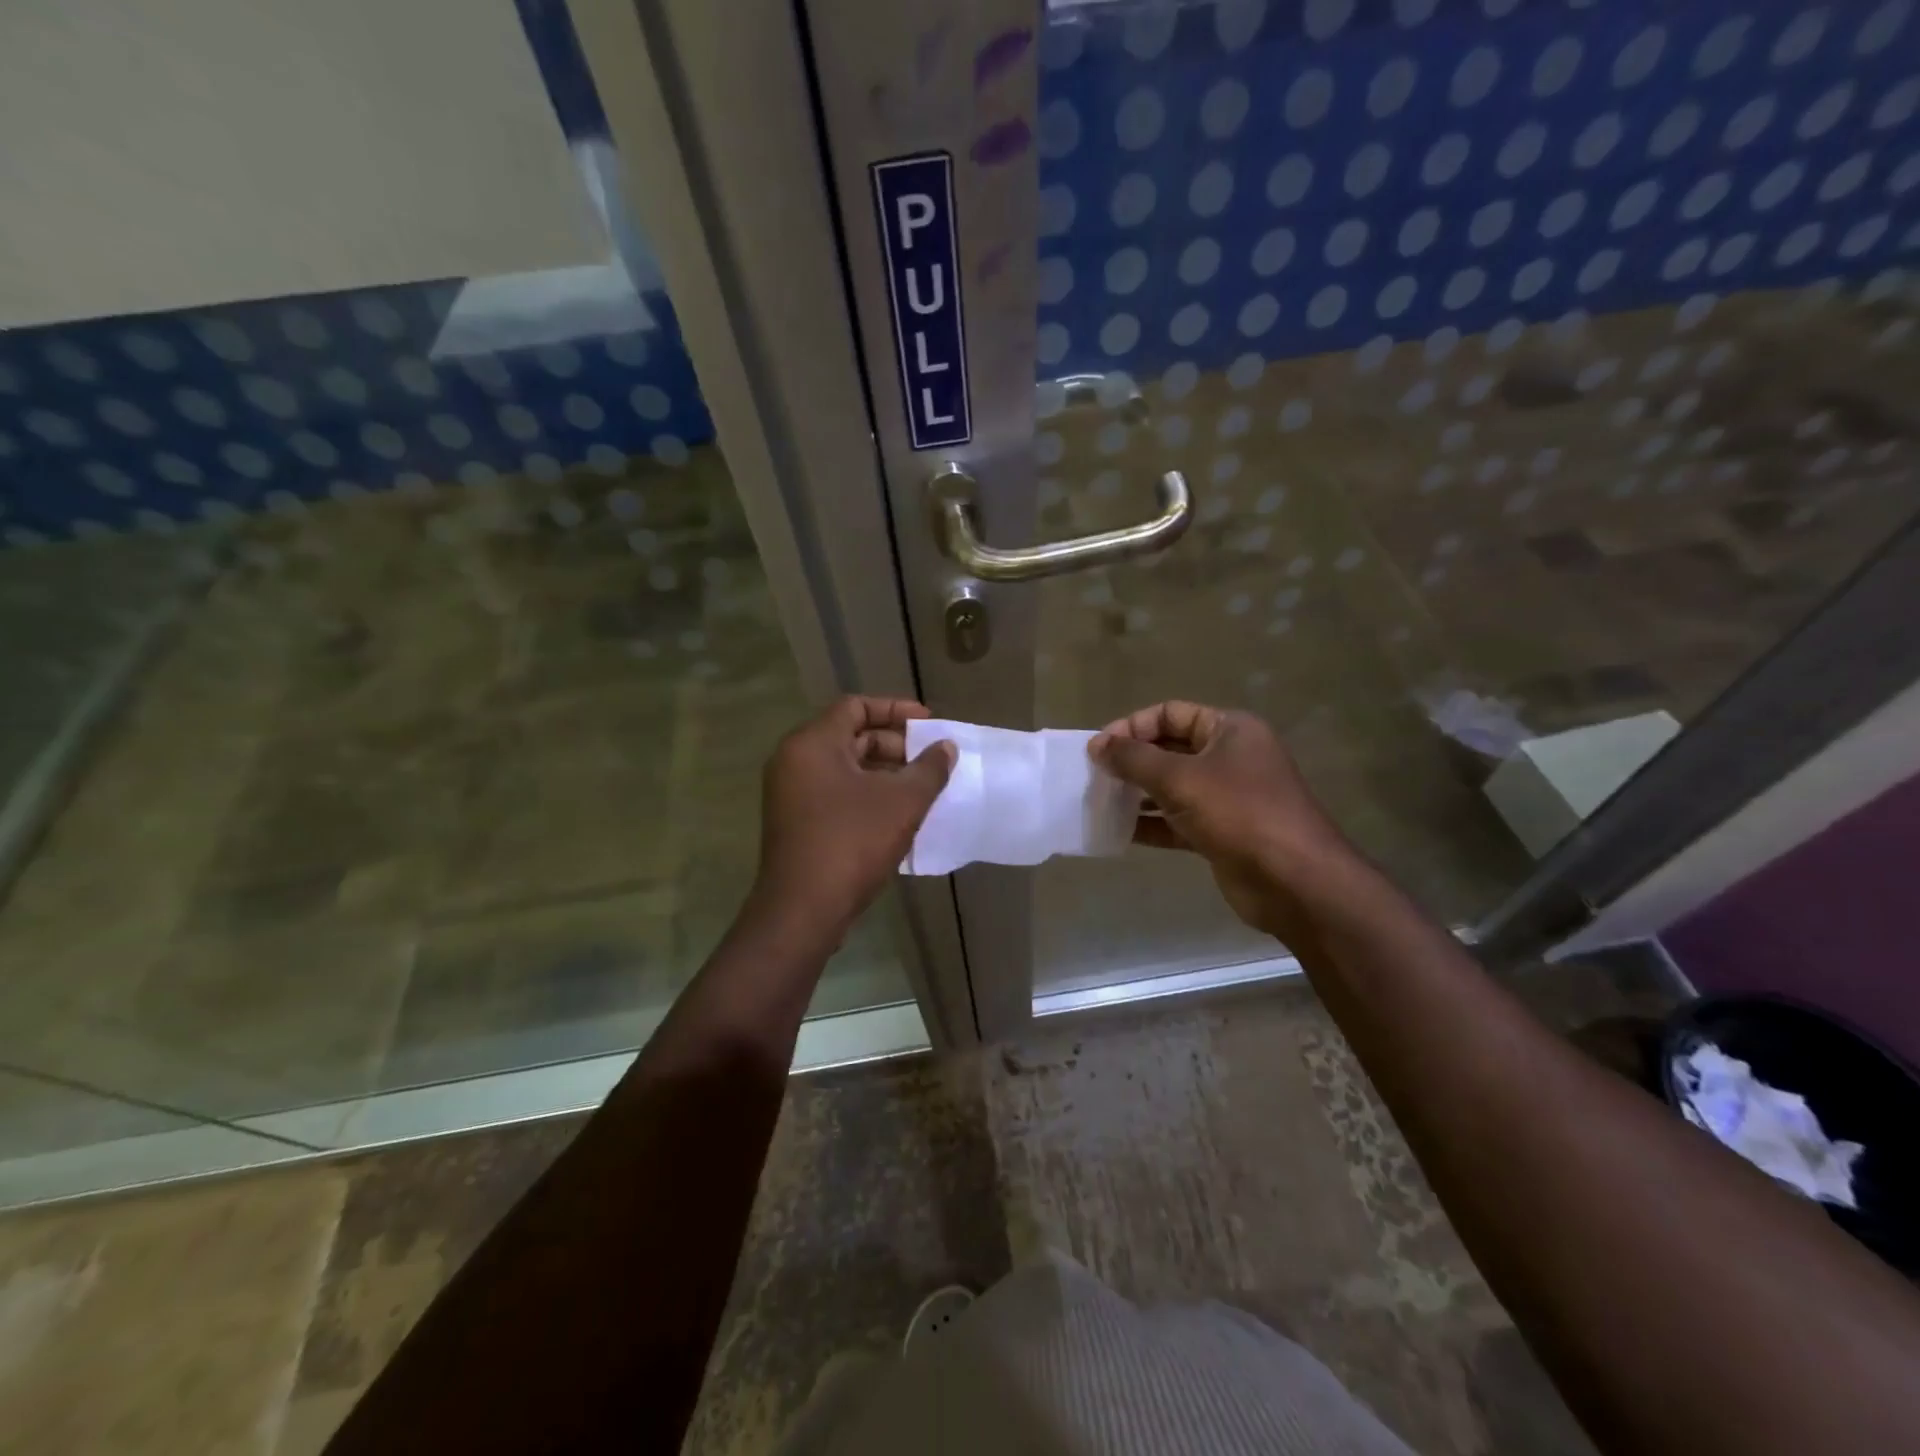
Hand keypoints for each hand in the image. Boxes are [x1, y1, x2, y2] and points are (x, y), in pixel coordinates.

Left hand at [752, 696, 954, 936]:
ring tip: (920, 789)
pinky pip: (834, 793)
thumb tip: (945, 748)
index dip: (895, 710)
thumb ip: (929, 769)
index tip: (928, 723)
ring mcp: (790, 793)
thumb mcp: (902, 802)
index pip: (855, 706)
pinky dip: (865, 794)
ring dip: (883, 773)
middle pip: (849, 736)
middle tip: (929, 761)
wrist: (803, 909)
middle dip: (894, 745)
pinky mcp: (794, 822)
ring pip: (843, 768)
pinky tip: (897, 815)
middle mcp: (794, 761)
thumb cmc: (853, 842)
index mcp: (813, 743)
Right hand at [1090, 701, 1357, 941]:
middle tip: (1095, 776)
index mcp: (1230, 730)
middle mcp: (1230, 757)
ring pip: (1172, 787)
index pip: (1171, 713)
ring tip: (1101, 803)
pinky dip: (1152, 823)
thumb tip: (1097, 745)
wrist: (1294, 881)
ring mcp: (1228, 797)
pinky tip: (1120, 832)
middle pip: (1170, 749)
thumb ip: (1134, 759)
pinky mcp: (1222, 832)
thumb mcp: (1180, 779)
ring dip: (1138, 794)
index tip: (1099, 749)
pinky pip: (1178, 820)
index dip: (1133, 726)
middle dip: (1132, 761)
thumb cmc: (1238, 813)